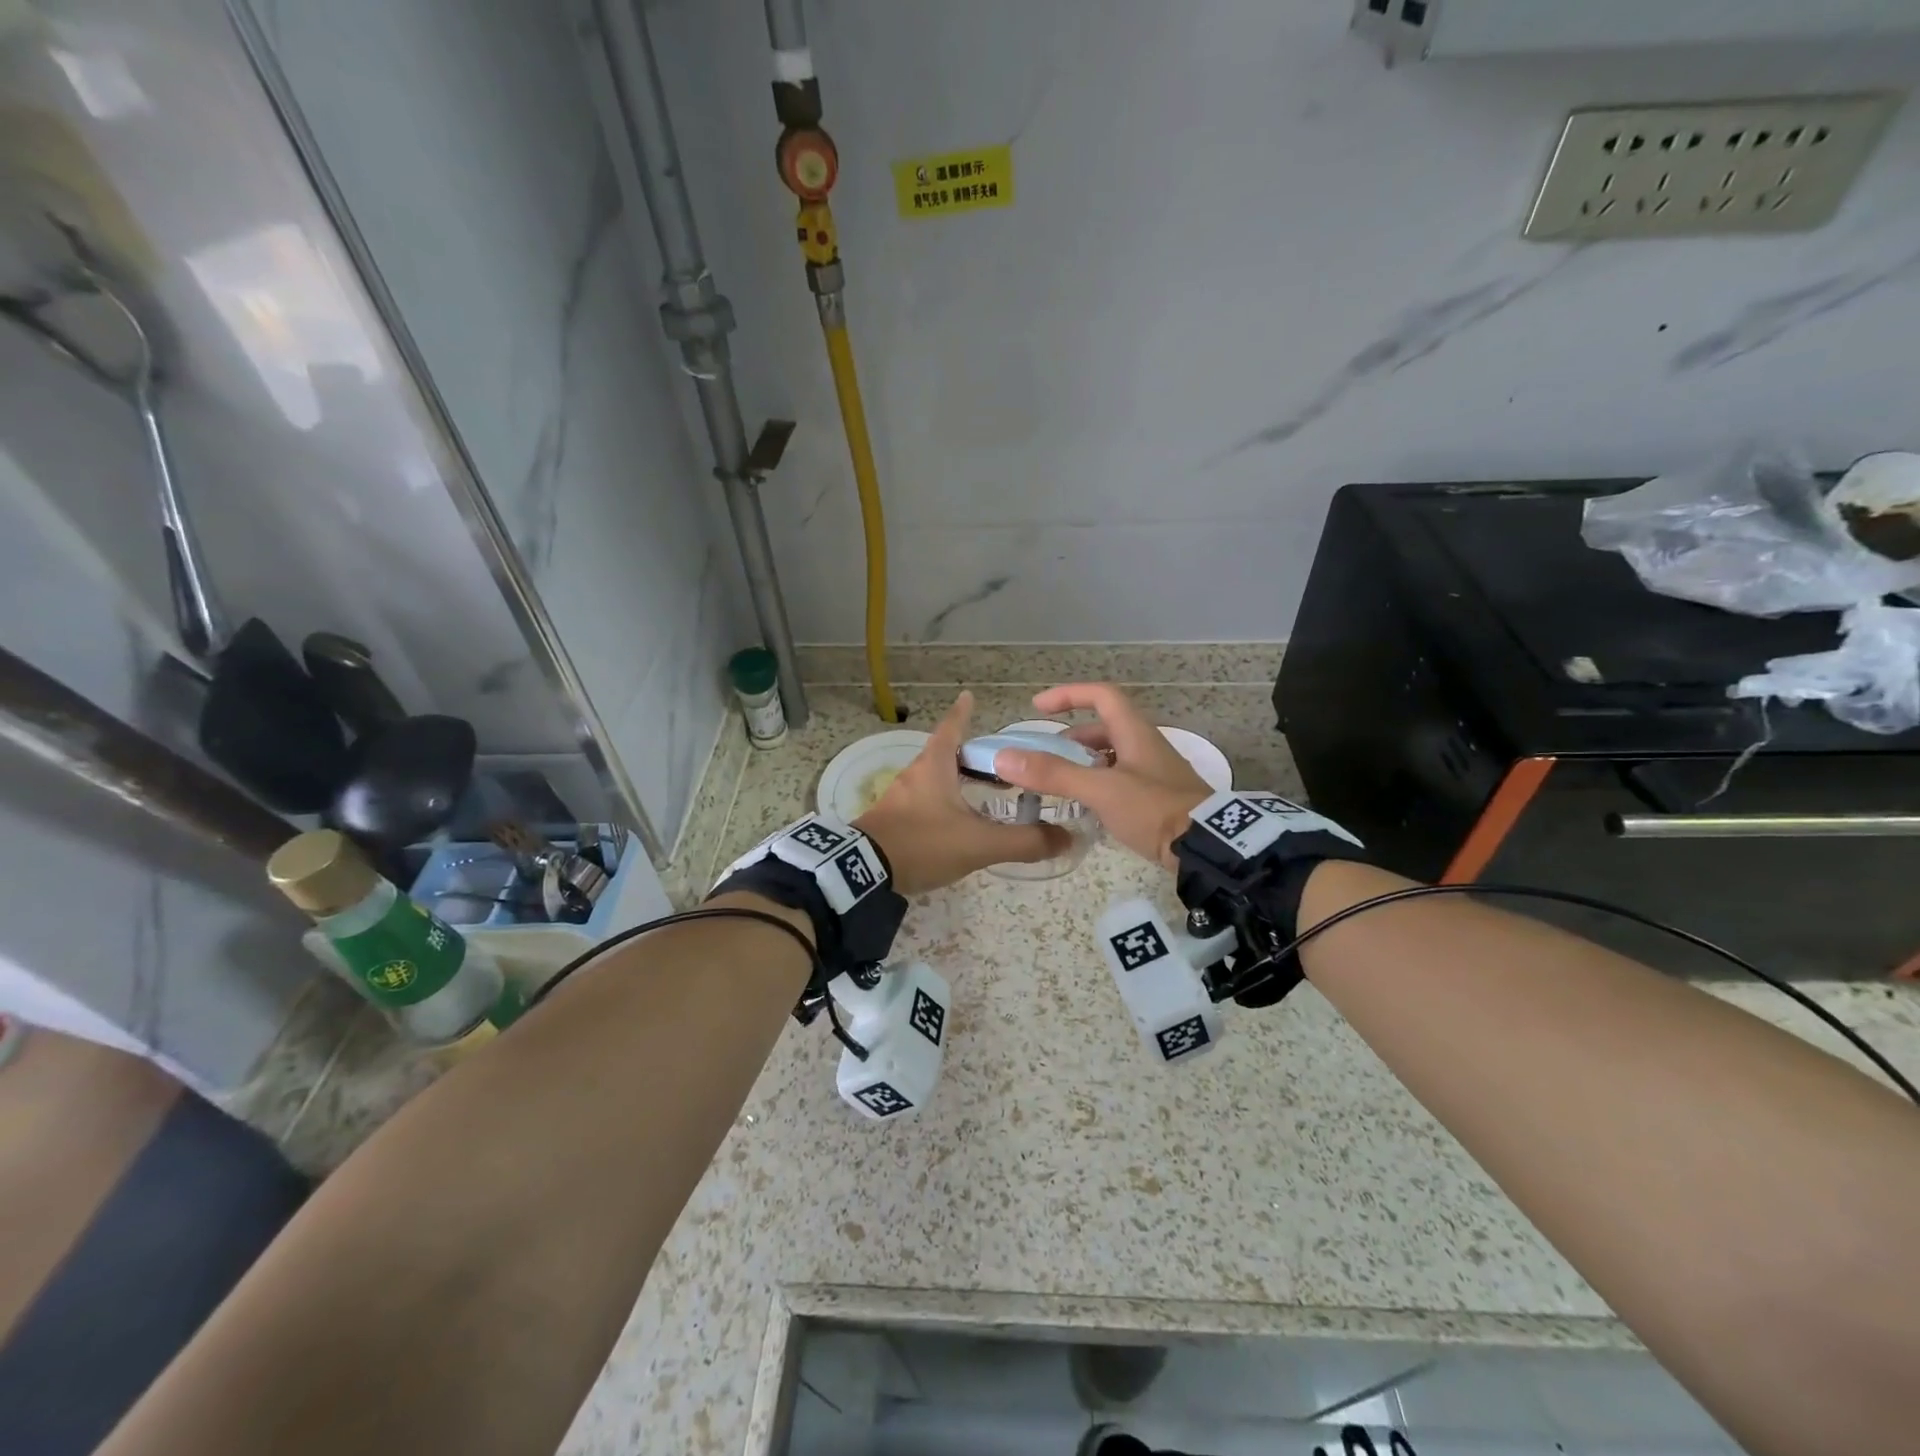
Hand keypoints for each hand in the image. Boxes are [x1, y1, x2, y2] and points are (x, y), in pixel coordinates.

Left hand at [853, 691, 1069, 895]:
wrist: (863, 873)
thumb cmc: (923, 843)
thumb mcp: (979, 844)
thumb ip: (1024, 842)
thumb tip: (1066, 838)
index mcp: (934, 766)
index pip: (952, 729)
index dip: (963, 713)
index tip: (968, 696)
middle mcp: (915, 774)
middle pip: (945, 754)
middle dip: (970, 755)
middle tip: (997, 761)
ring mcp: (900, 797)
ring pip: (934, 779)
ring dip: (956, 780)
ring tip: (982, 792)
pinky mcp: (892, 820)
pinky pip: (923, 801)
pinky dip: (943, 802)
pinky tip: (956, 821)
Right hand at [991, 683, 1210, 870]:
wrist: (1206, 847)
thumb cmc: (1154, 809)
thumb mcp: (1100, 790)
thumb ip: (1053, 774)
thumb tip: (1004, 758)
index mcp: (1135, 732)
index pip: (1101, 695)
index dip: (1068, 694)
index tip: (1038, 708)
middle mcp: (1147, 745)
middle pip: (1105, 727)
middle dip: (1072, 738)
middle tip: (1046, 757)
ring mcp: (1156, 772)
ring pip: (1113, 755)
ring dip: (1085, 762)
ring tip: (1061, 782)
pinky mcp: (1160, 798)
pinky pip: (1122, 779)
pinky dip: (1099, 783)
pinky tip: (1088, 806)